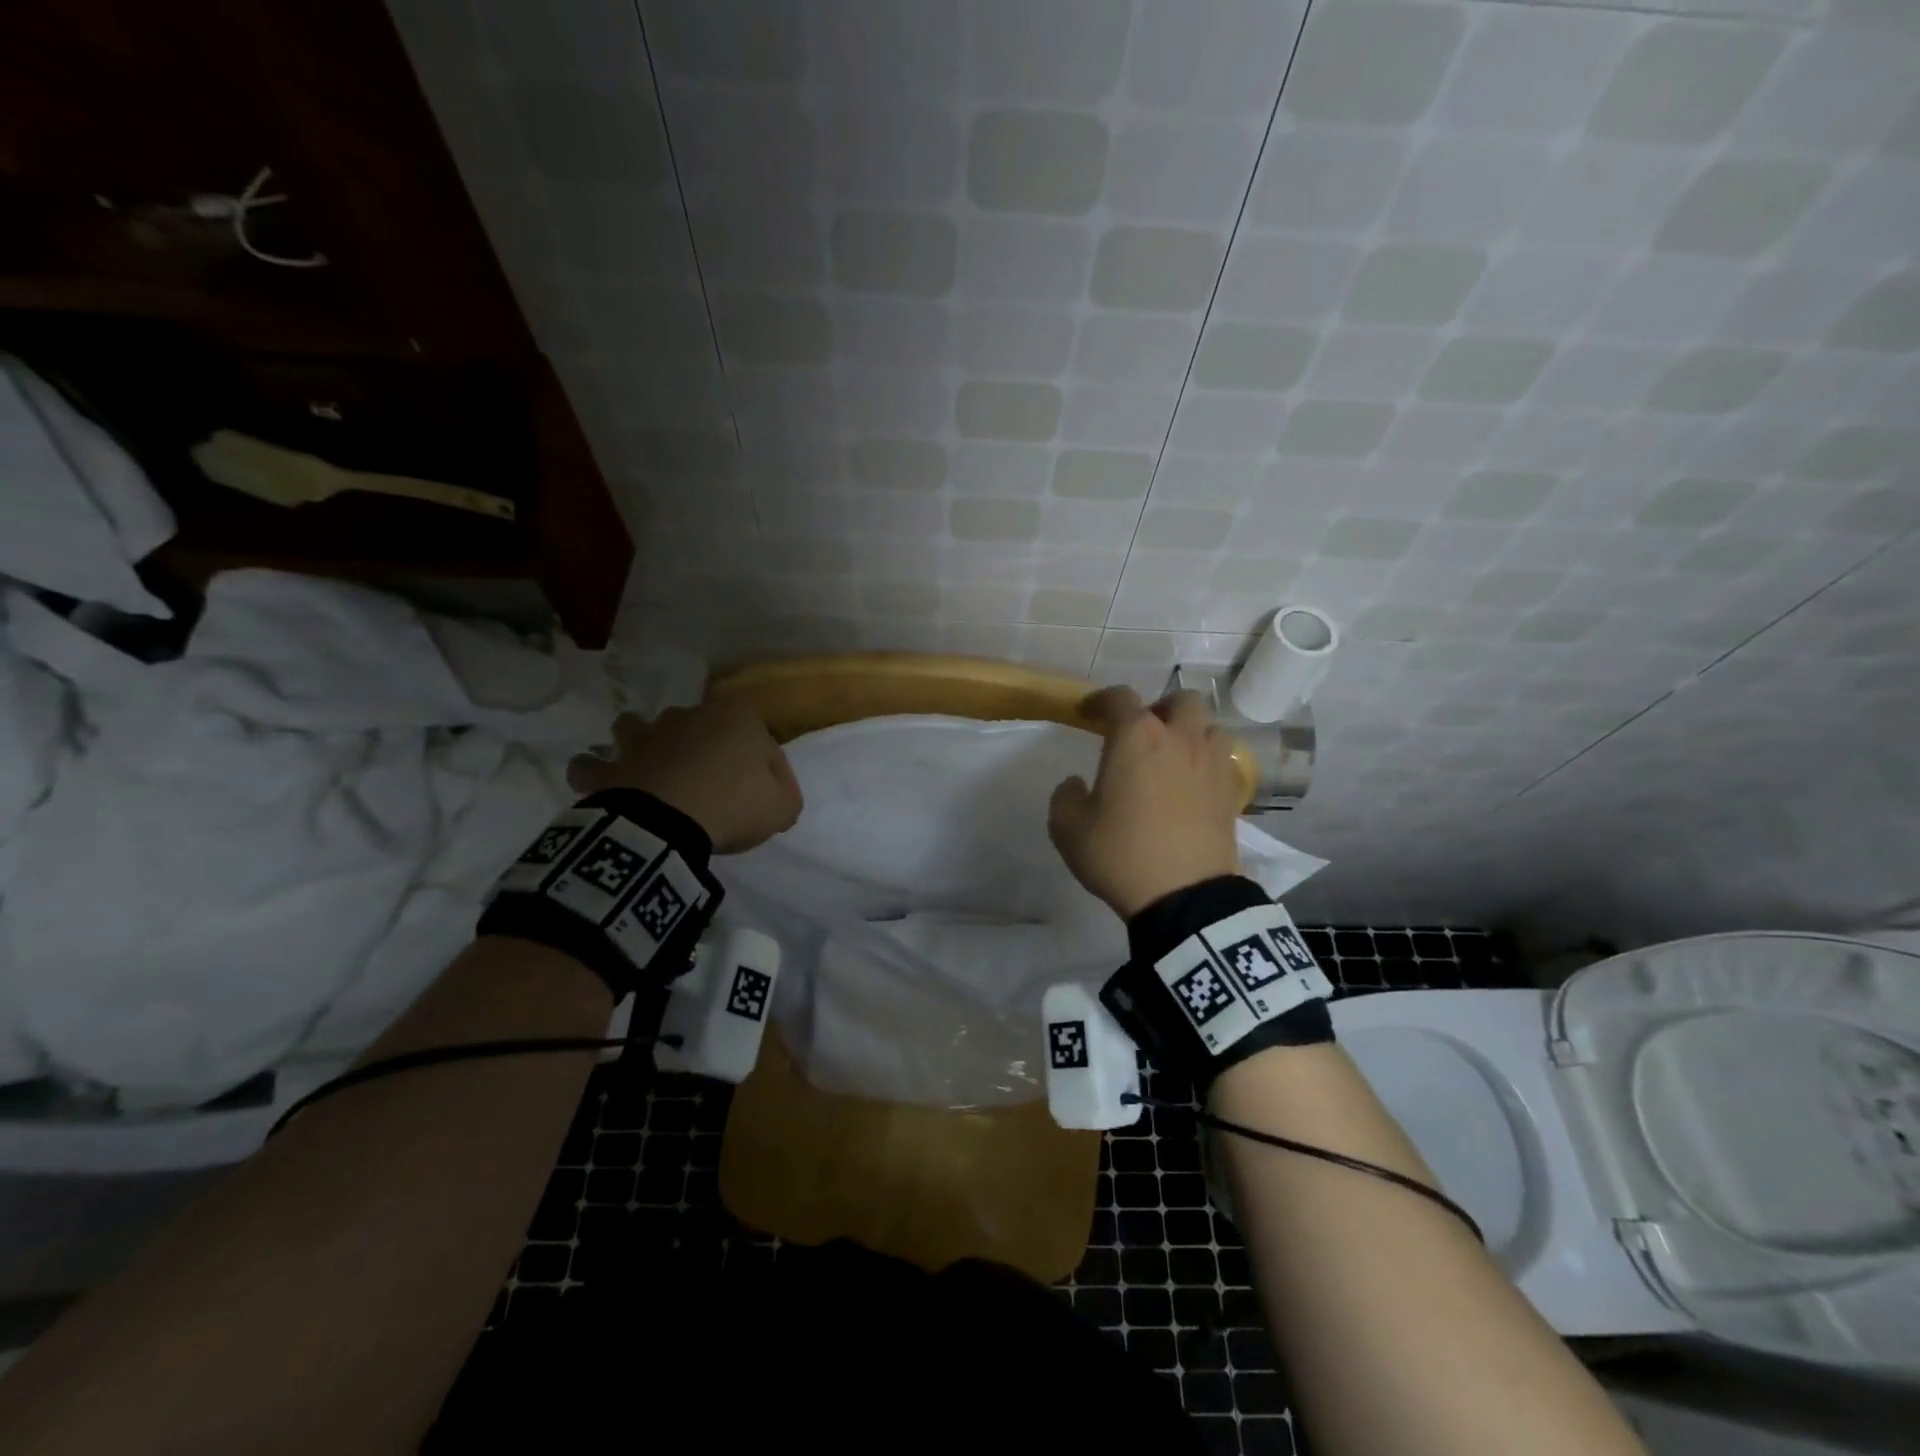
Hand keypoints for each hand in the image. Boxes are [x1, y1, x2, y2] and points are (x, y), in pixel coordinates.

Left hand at [567, 703, 801, 853]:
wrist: (670, 824)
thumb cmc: (734, 805)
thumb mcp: (783, 806)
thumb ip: (785, 793)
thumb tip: (775, 793)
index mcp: (736, 717)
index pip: (759, 735)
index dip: (763, 764)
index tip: (762, 792)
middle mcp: (688, 716)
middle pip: (698, 725)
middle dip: (701, 744)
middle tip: (710, 782)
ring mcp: (644, 737)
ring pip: (635, 727)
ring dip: (639, 742)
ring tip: (649, 766)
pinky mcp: (612, 766)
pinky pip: (592, 765)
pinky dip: (595, 772)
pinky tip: (602, 782)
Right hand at [1049, 687, 1242, 919]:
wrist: (1184, 896)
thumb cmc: (1121, 853)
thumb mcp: (1069, 829)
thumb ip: (1065, 796)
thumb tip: (1076, 784)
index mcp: (1136, 737)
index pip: (1119, 698)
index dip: (1100, 700)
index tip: (1088, 712)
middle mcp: (1179, 738)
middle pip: (1178, 701)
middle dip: (1158, 709)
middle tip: (1141, 734)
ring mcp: (1211, 763)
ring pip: (1210, 726)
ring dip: (1191, 732)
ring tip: (1173, 755)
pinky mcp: (1232, 791)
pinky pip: (1223, 760)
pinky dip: (1208, 761)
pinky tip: (1193, 784)